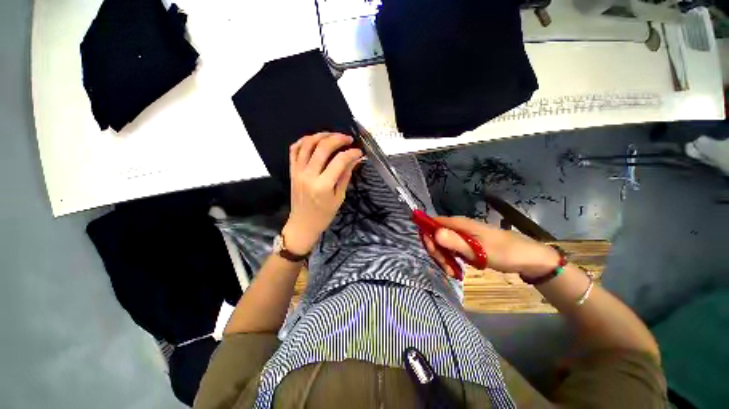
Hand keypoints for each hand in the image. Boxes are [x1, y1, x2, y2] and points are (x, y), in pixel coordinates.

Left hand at [282, 133, 362, 254]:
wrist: (303, 224)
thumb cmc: (324, 215)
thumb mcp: (339, 197)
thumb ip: (346, 176)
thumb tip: (355, 159)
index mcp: (323, 185)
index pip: (339, 161)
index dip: (351, 153)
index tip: (359, 152)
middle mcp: (309, 175)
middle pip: (323, 148)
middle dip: (337, 139)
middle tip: (347, 139)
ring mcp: (298, 171)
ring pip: (307, 144)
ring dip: (321, 135)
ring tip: (332, 135)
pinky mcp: (291, 171)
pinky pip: (294, 150)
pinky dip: (303, 141)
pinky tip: (314, 140)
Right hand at [421, 216, 560, 277]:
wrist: (528, 258)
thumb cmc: (504, 252)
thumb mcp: (479, 250)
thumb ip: (455, 242)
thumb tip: (433, 233)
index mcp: (459, 223)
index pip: (433, 223)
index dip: (428, 235)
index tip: (434, 252)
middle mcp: (458, 227)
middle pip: (436, 235)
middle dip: (436, 251)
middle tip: (445, 267)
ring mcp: (462, 235)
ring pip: (443, 244)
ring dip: (443, 258)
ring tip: (452, 272)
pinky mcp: (467, 244)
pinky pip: (451, 249)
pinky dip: (451, 259)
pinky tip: (456, 269)